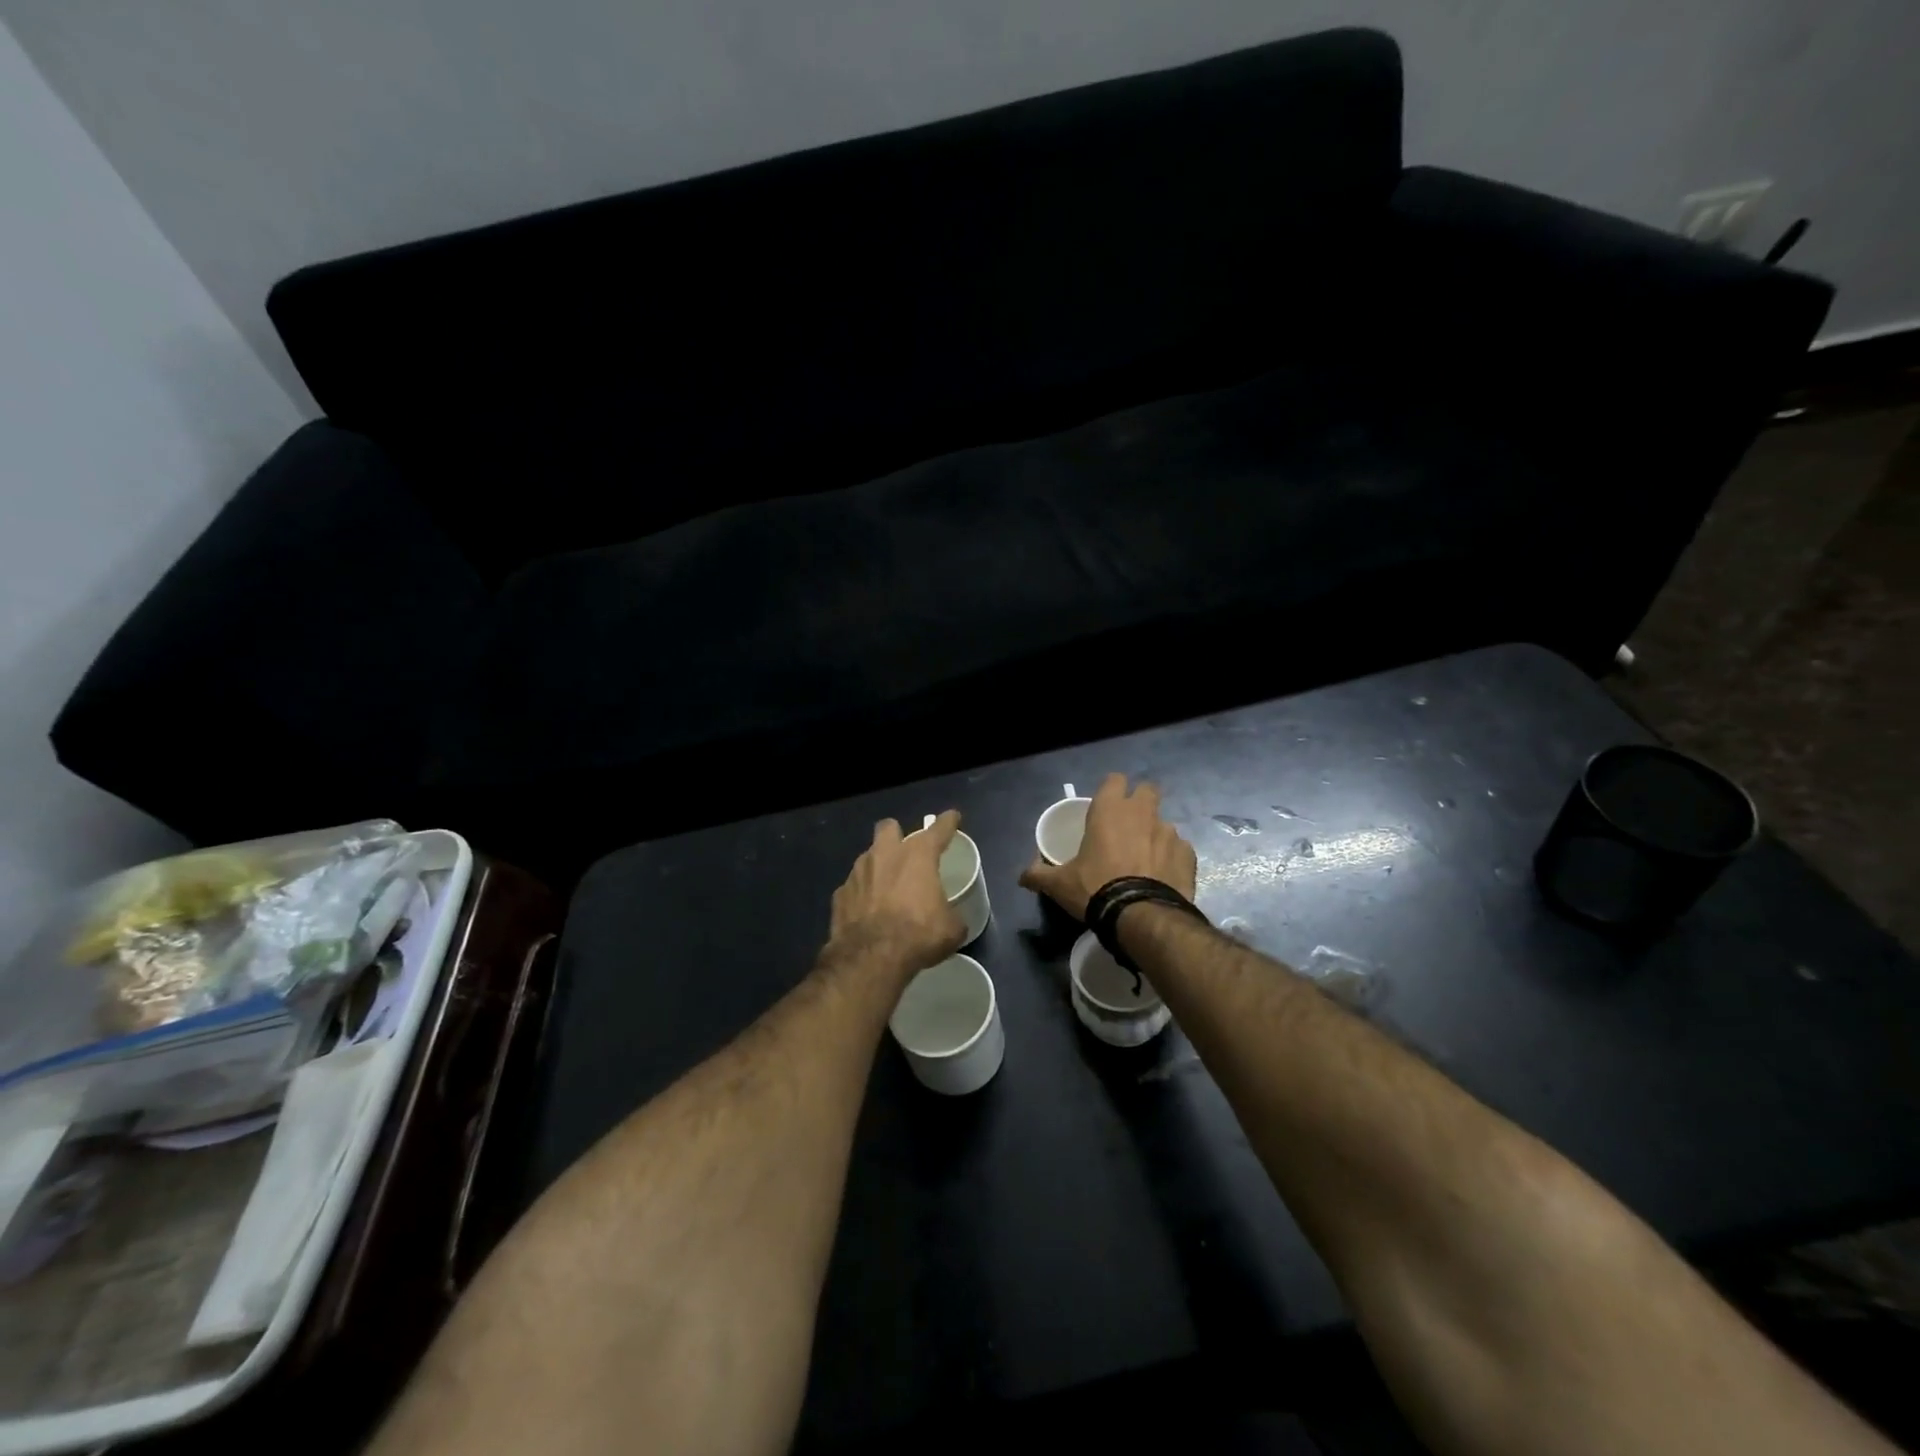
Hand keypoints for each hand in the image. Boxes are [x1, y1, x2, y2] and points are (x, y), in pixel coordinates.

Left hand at [828, 811, 966, 975]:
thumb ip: (952, 915)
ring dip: (878, 866)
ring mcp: (858, 872)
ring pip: (868, 856)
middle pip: (889, 828)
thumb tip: (952, 920)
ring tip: (886, 887)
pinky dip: (862, 894)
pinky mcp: (840, 894)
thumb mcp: (951, 929)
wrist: (870, 958)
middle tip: (906, 852)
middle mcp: (885, 854)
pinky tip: (867, 911)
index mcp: (918, 856)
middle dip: (897, 835)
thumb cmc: (917, 935)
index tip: (952, 817)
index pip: (938, 830)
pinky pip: (854, 886)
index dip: (947, 822)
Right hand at [1019, 773, 1196, 920]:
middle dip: (1141, 802)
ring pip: (1164, 823)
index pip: (1115, 779)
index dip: (1112, 789)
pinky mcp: (1188, 854)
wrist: (1141, 916)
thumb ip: (1039, 875)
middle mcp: (1142, 813)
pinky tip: (1162, 876)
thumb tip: (1021, 877)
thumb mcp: (1059, 884)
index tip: (1106, 805)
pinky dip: (1171, 858)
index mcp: (1110, 810)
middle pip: (1148, 790)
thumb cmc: (1095, 889)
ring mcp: (1169, 832)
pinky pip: (1179, 849)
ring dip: (1155, 834)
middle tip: (1129, 825)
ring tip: (1145, 859)